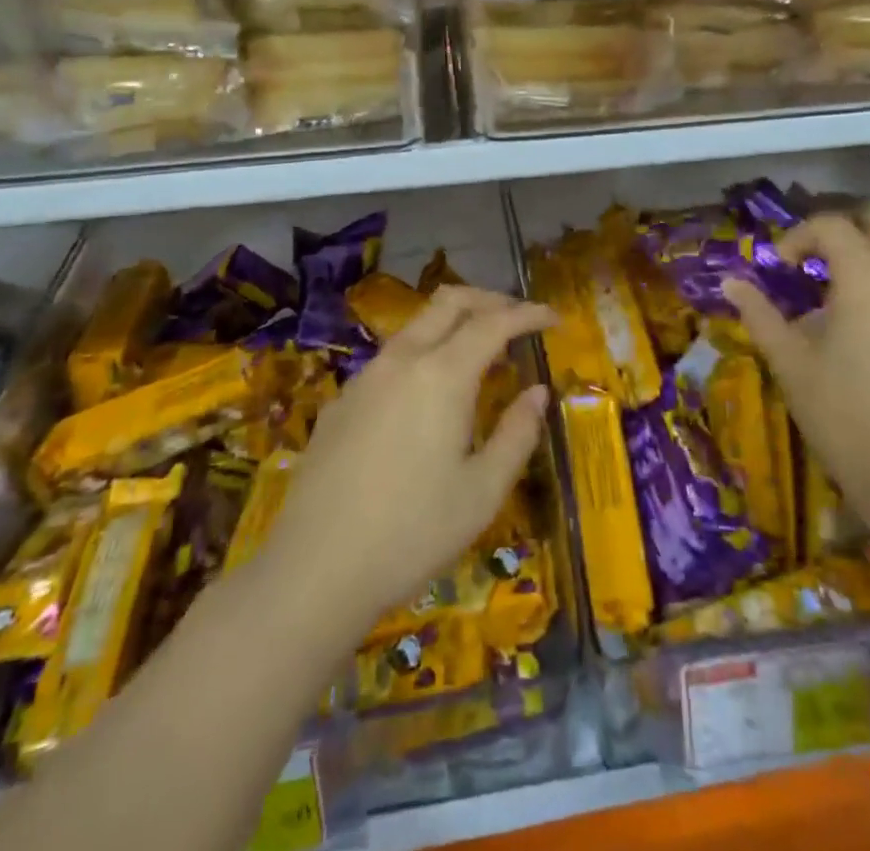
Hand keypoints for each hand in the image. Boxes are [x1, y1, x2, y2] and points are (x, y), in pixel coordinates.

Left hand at [259, 286, 553, 632]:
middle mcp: (401, 360)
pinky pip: (390, 359)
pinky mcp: (341, 401)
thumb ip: (517, 433)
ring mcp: (365, 377)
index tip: (554, 318)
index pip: (494, 322)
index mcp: (442, 375)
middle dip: (489, 300)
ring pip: (416, 326)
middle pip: (449, 302)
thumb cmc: (412, 532)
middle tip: (518, 320)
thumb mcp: (482, 492)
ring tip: (479, 357)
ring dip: (453, 325)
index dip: (528, 314)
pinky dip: (422, 355)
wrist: (315, 569)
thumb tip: (537, 392)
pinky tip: (426, 399)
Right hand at [724, 209, 869, 533]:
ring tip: (833, 275)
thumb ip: (760, 314)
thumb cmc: (843, 415)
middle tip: (809, 254)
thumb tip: (731, 282)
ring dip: (869, 243)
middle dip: (840, 225)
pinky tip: (859, 306)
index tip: (776, 268)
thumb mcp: (790, 362)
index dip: (797, 237)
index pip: (831, 226)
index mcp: (869, 277)